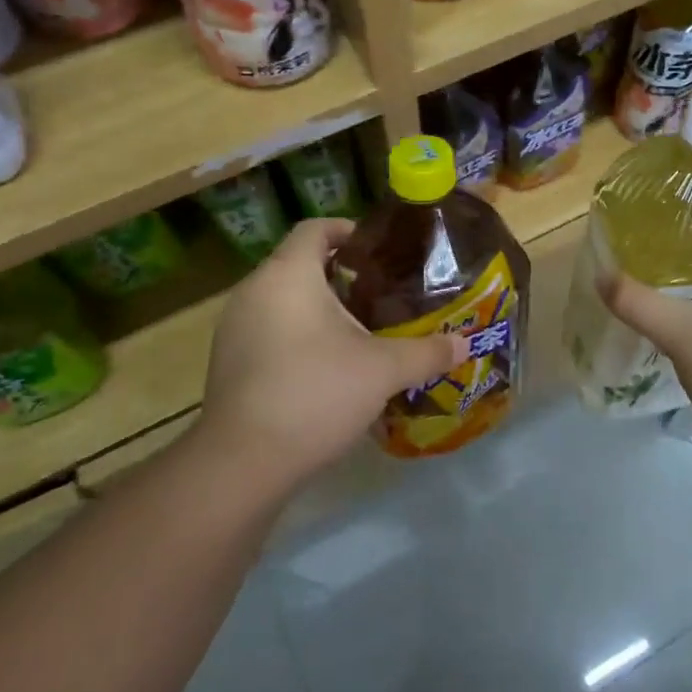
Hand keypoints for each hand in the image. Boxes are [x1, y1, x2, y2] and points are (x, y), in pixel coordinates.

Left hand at [197, 218, 466, 496]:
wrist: (243, 462)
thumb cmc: (316, 393)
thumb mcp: (383, 370)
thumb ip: (427, 352)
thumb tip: (464, 344)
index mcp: (288, 275)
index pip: (315, 229)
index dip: (349, 231)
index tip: (380, 251)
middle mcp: (254, 291)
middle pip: (298, 264)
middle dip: (340, 274)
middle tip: (381, 295)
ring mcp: (234, 328)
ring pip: (282, 300)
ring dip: (318, 308)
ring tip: (358, 331)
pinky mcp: (228, 361)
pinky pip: (268, 330)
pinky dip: (297, 334)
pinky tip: (325, 366)